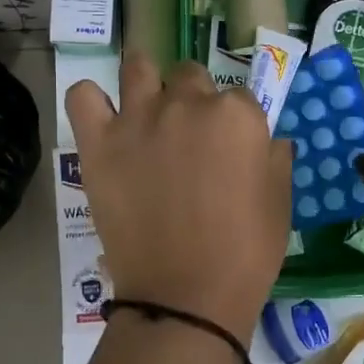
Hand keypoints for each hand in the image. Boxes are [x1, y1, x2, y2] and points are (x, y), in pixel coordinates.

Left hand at [67, 55, 292, 342]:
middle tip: (189, 141)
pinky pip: (83, 96)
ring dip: (146, 83)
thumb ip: (275, 159)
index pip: (239, 98)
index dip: (235, 125)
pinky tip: (103, 119)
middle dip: (193, 100)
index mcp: (237, 115)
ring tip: (146, 112)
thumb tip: (268, 140)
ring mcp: (138, 118)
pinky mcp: (99, 142)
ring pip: (138, 68)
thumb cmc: (245, 254)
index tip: (229, 153)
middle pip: (190, 76)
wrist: (185, 296)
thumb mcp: (280, 204)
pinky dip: (91, 100)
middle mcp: (188, 103)